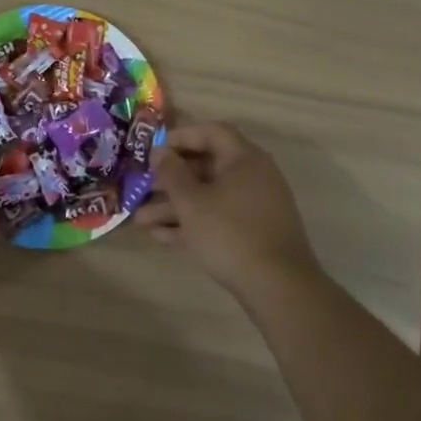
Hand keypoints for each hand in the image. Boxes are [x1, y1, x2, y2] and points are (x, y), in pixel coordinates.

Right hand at [134, 122, 322, 297]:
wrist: (279, 288)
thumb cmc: (230, 233)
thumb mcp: (191, 201)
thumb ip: (171, 172)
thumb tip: (159, 151)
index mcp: (244, 159)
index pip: (211, 132)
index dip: (181, 137)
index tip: (155, 150)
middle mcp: (253, 176)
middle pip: (206, 167)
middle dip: (171, 180)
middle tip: (142, 187)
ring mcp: (255, 206)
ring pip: (209, 197)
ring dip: (175, 206)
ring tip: (141, 220)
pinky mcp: (254, 233)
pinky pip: (219, 218)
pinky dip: (193, 223)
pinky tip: (162, 237)